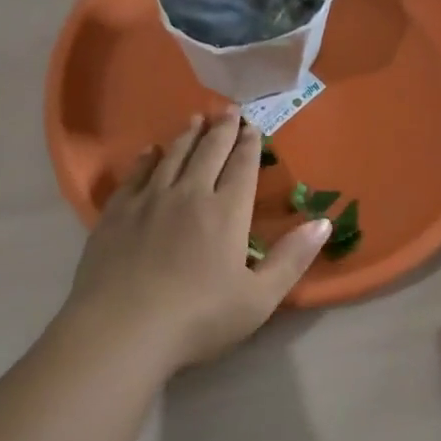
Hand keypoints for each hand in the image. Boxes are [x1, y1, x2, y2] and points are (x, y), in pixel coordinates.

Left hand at [61, 110, 332, 372]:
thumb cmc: (198, 319)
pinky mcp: (117, 213)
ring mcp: (149, 200)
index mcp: (226, 212)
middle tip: (228, 110)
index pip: (242, 167)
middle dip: (222, 129)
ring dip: (187, 135)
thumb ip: (292, 259)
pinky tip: (151, 151)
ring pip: (173, 156)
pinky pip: (136, 174)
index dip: (250, 145)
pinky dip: (147, 158)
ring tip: (195, 118)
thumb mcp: (259, 299)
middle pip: (208, 152)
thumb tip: (324, 222)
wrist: (122, 330)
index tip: (253, 126)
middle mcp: (189, 194)